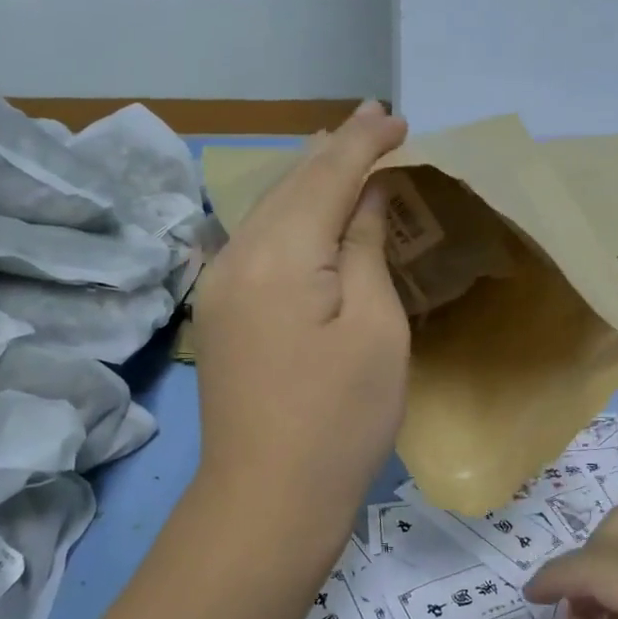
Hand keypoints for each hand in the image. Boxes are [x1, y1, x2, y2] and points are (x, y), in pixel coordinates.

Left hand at [193, 102, 410, 543]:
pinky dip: (291, 216)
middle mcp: (237, 255)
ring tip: (343, 150)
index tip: (398, 119)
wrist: (267, 500)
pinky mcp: (219, 313)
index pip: (327, 175)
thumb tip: (366, 198)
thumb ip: (366, 249)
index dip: (364, 143)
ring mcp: (219, 286)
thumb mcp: (375, 328)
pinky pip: (258, 242)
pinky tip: (309, 212)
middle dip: (335, 150)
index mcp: (281, 253)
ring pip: (268, 210)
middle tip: (375, 120)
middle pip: (290, 184)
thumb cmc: (340, 418)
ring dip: (309, 179)